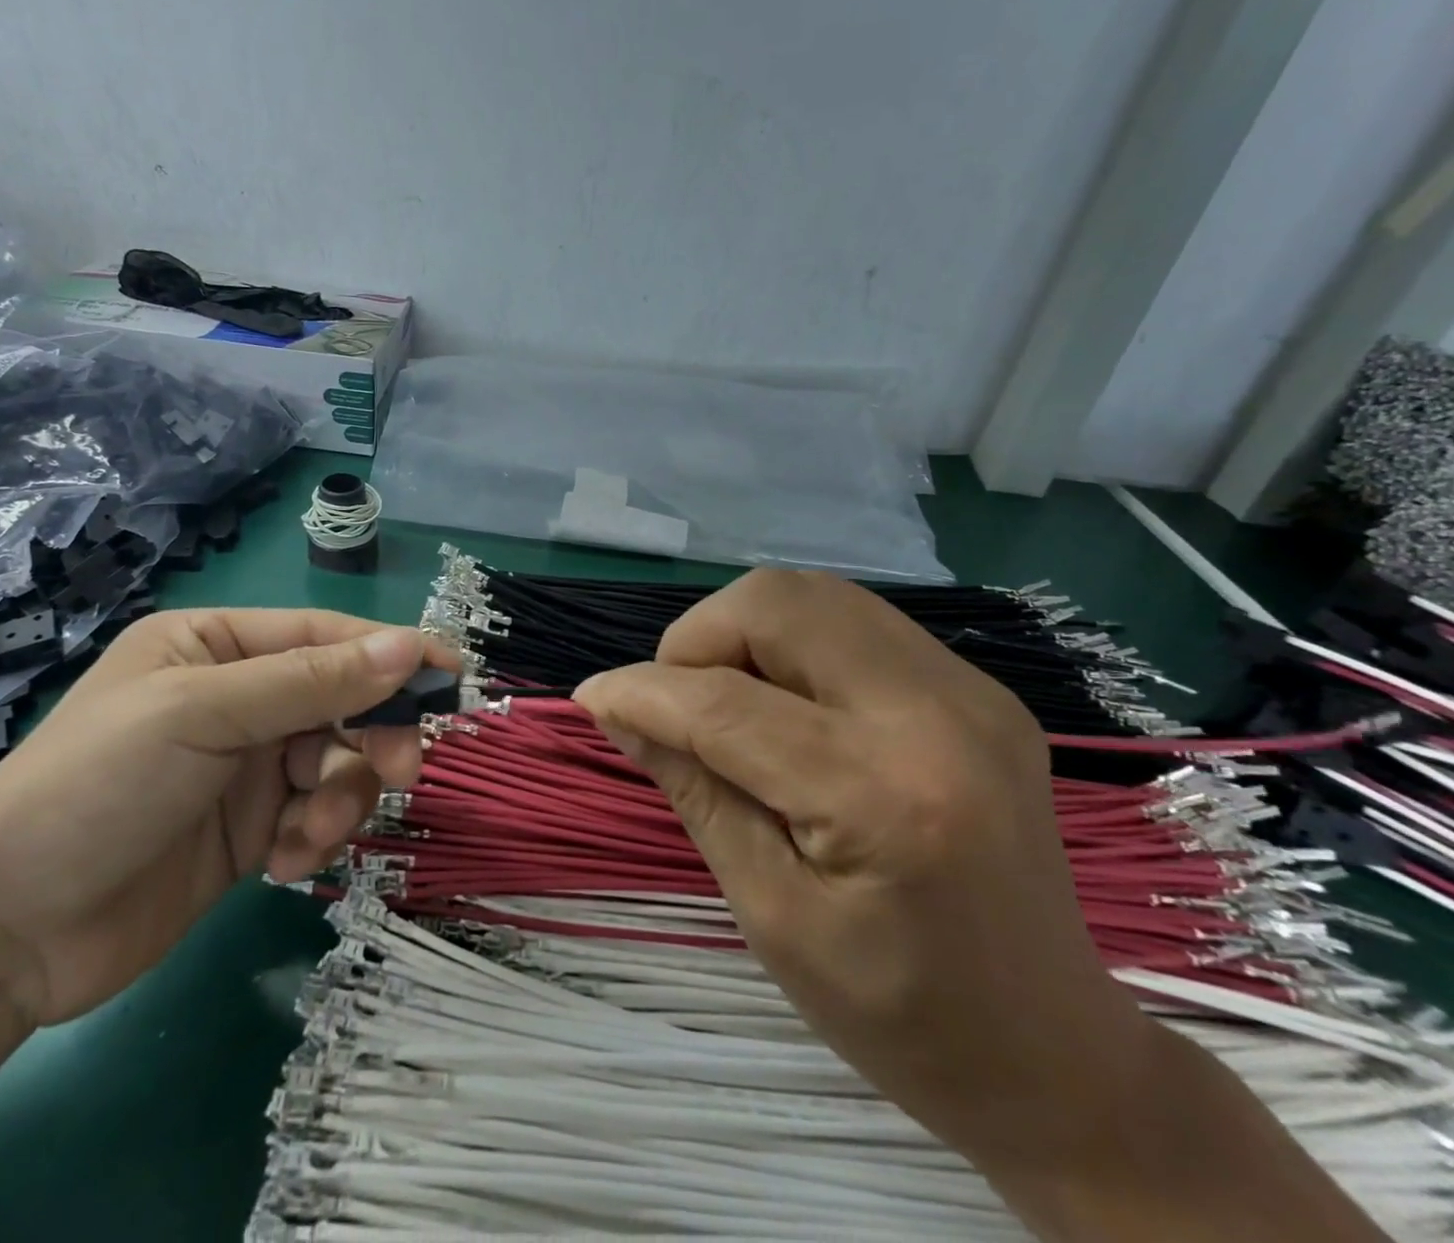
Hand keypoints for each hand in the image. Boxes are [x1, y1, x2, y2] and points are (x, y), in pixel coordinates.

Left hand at [0, 609, 441, 1028]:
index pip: (325, 638)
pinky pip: (315, 816)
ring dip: (340, 798)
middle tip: (400, 770)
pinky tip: (281, 864)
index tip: (452, 676)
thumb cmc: (98, 786)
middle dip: (372, 735)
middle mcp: (237, 697)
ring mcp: (245, 766)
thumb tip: (409, 645)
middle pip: (342, 701)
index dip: (391, 653)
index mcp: (217, 646)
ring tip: (310, 834)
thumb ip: (312, 682)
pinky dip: (313, 837)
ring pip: (337, 763)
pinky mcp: (250, 829)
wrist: (4, 932)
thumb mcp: (205, 715)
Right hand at [573, 570, 1151, 1180]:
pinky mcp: (976, 687)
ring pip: (813, 594)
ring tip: (721, 701)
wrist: (1058, 1056)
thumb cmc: (899, 1015)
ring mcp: (969, 689)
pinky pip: (852, 621)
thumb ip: (693, 790)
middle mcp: (937, 712)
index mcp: (884, 795)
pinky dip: (789, 643)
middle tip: (674, 705)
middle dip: (696, 638)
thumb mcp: (770, 915)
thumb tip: (618, 710)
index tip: (592, 699)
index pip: (726, 703)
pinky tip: (783, 706)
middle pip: (777, 603)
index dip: (642, 691)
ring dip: (741, 631)